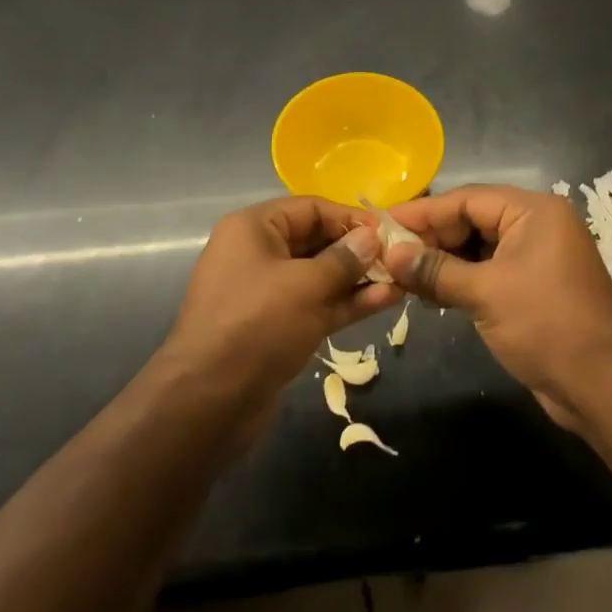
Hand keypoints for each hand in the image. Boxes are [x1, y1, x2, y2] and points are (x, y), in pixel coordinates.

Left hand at [164, 196, 403, 405]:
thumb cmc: (256, 325)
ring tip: (402, 279)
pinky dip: (347, 303)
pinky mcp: (278, 328)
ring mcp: (268, 294)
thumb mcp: (305, 286)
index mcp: (253, 229)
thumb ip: (344, 259)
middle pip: (317, 240)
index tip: (389, 231)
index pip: (310, 208)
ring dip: (359, 278)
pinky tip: (386, 301)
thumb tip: (372, 238)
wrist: (209, 402)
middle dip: (358, 249)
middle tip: (401, 257)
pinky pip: (318, 305)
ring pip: (321, 276)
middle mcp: (258, 254)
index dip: (350, 218)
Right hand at [386, 185, 611, 425]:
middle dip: (430, 239)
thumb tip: (391, 254)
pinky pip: (488, 272)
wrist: (604, 385)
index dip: (422, 213)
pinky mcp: (533, 287)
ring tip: (400, 277)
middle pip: (471, 221)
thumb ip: (435, 270)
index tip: (382, 225)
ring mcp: (536, 258)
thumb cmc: (546, 325)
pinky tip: (429, 295)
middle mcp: (536, 226)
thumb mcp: (485, 293)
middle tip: (387, 256)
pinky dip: (460, 281)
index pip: (466, 200)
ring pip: (477, 248)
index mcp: (533, 212)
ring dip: (441, 263)